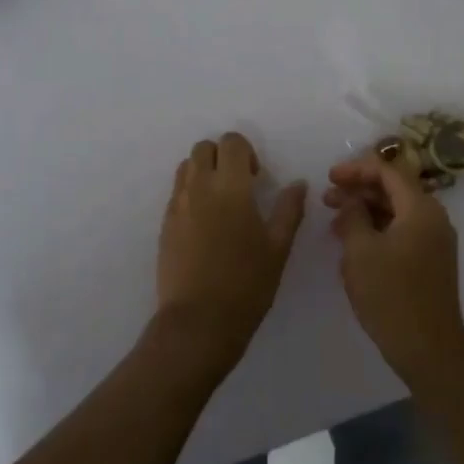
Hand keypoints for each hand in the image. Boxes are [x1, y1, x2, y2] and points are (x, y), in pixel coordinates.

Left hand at [153, 132, 307, 376]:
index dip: (246, 152)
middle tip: (239, 186)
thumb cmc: (247, 284)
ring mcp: (177, 205)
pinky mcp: (165, 224)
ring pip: (186, 167)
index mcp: (230, 187)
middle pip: (203, 148)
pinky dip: (191, 193)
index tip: (256, 178)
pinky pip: (176, 192)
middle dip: (222, 156)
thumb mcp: (278, 248)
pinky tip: (206, 225)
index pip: (231, 142)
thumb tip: (298, 184)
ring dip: (204, 172)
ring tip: (221, 203)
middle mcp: (199, 187)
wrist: (199, 321)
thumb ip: (289, 210)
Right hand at [325, 151, 463, 385]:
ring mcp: (435, 241)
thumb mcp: (360, 251)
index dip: (356, 169)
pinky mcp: (431, 261)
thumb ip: (352, 216)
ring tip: (334, 222)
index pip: (388, 171)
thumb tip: (351, 201)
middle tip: (327, 199)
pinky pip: (402, 232)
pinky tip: (353, 244)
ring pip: (396, 212)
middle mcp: (433, 219)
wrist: (428, 349)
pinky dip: (377, 230)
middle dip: (359, 190)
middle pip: (394, 189)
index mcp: (421, 209)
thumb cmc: (390, 295)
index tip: (329, 177)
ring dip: (365, 211)